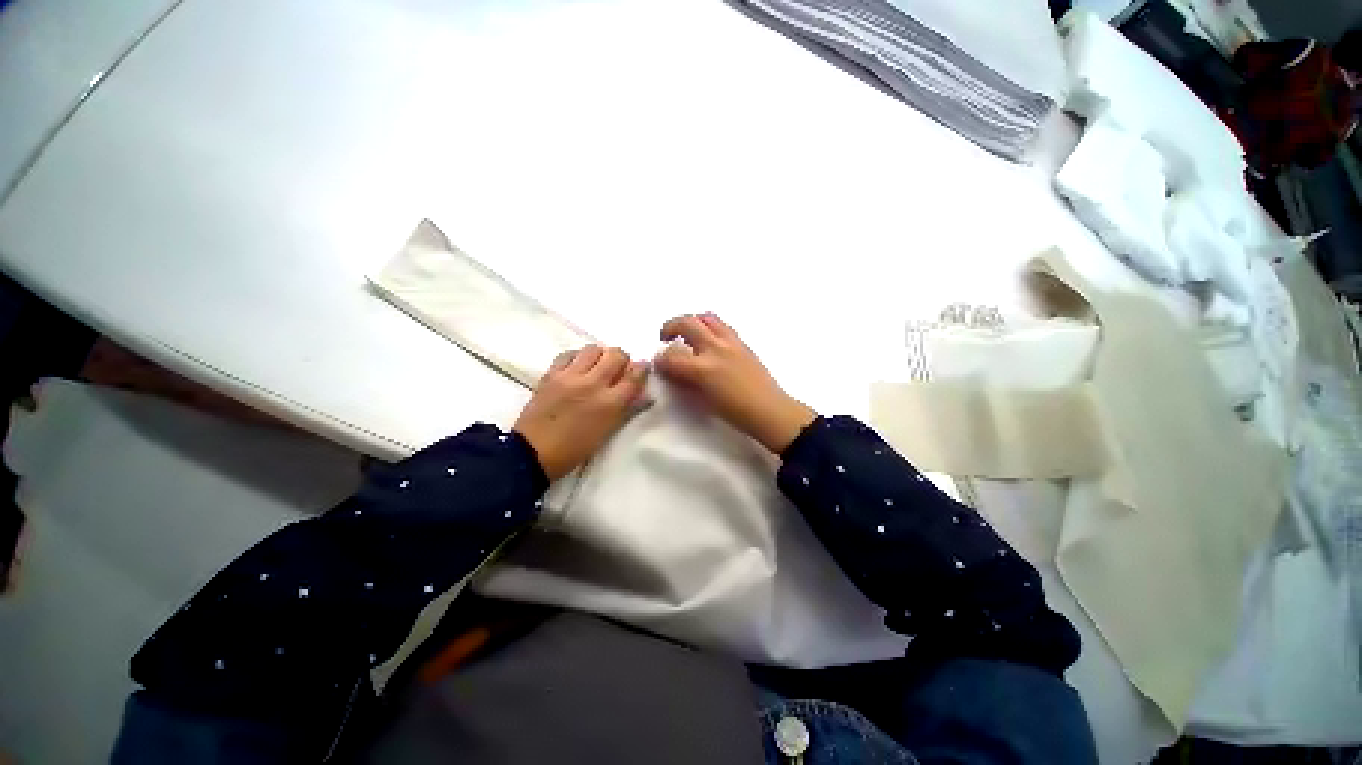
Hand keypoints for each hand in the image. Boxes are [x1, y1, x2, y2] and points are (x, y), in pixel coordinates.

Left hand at [513, 345, 648, 480]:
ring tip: (597, 365)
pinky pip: (568, 353)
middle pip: (616, 354)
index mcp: (610, 403)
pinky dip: (577, 356)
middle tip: (618, 367)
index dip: (642, 368)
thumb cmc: (576, 449)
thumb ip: (628, 410)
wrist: (533, 452)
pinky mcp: (551, 373)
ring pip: (594, 348)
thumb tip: (645, 394)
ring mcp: (570, 376)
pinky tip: (577, 365)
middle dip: (622, 358)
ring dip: (601, 354)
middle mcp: (593, 384)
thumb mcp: (608, 432)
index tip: (642, 367)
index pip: (635, 375)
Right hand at [655, 313, 816, 453]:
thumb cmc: (735, 412)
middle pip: (687, 323)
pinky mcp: (742, 342)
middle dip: (670, 326)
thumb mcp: (703, 400)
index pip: (671, 355)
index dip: (660, 359)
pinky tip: (708, 340)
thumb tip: (673, 370)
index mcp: (703, 368)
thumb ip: (685, 381)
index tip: (658, 362)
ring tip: (687, 333)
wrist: (769, 410)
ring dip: (691, 321)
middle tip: (666, 337)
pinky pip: (721, 325)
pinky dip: (708, 326)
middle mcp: (715, 348)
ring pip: (706, 317)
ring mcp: (730, 342)